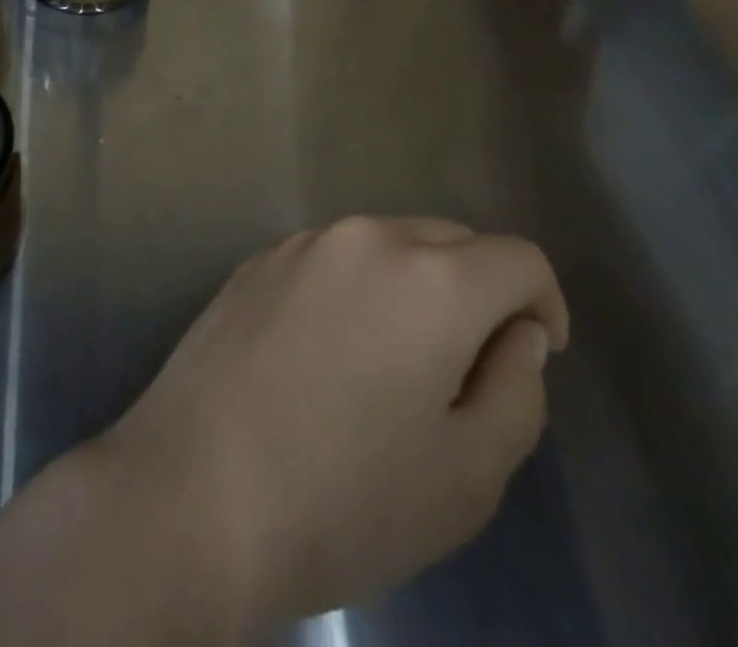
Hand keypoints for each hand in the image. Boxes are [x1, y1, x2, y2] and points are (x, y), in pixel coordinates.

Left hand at [91, 218, 568, 631]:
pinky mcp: (256, 261)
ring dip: (411, 289)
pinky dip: (353, 291)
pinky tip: (324, 358)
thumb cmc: (345, 500)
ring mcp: (302, 243)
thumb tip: (516, 334)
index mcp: (430, 278)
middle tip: (460, 372)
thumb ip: (517, 390)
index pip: (518, 259)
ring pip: (386, 246)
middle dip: (476, 293)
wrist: (194, 493)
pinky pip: (331, 260)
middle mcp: (366, 237)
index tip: (531, 358)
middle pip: (450, 242)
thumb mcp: (469, 474)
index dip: (543, 305)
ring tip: (389, 369)